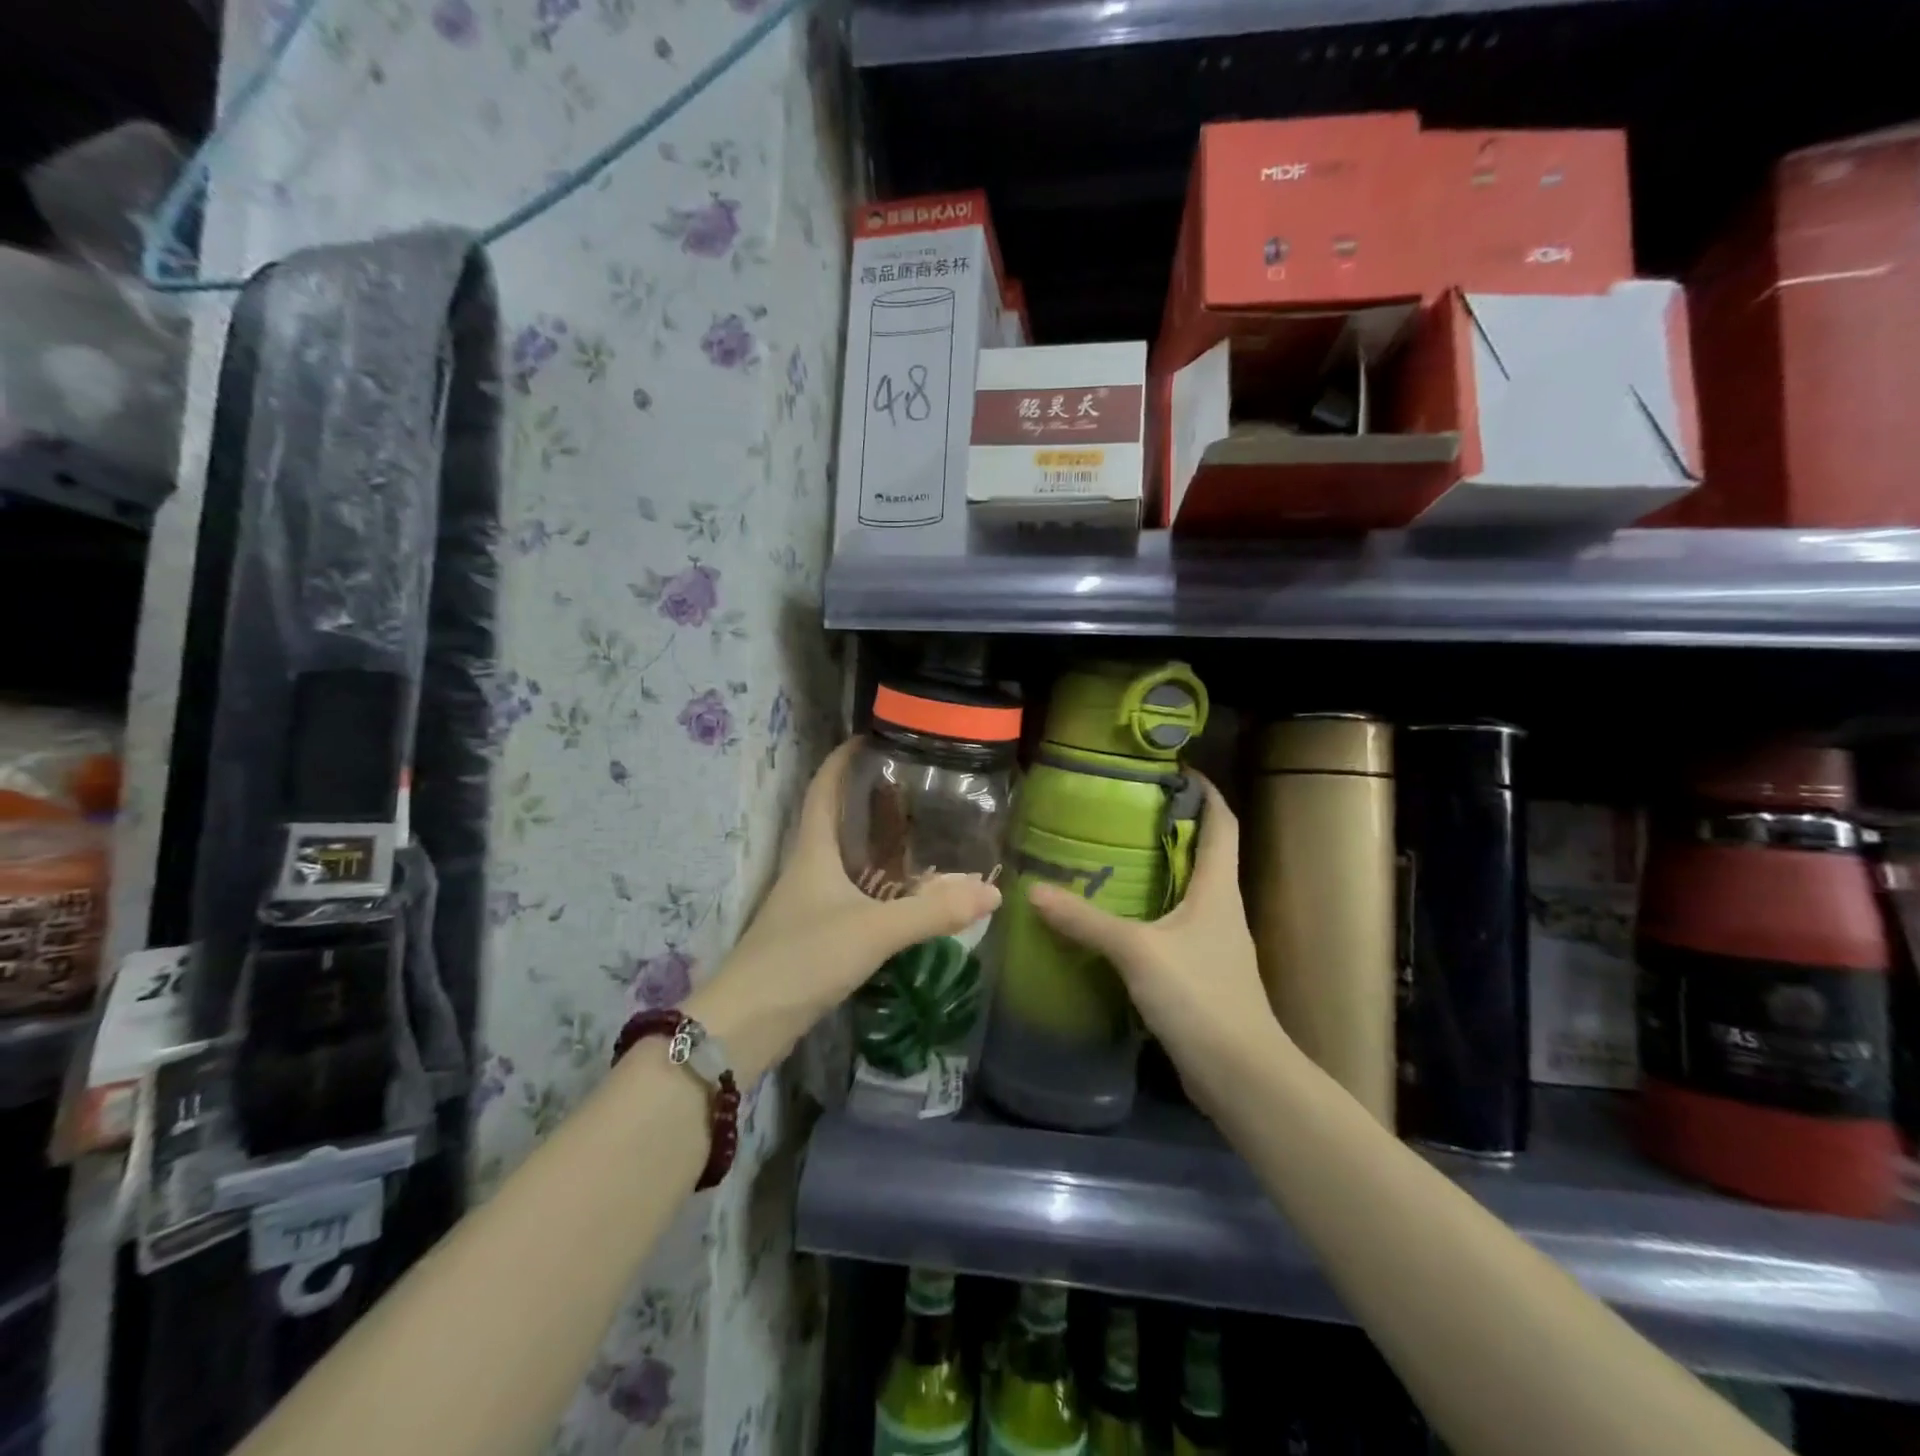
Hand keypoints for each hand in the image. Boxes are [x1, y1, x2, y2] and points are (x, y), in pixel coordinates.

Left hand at [690, 740, 1001, 1077]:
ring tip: (921, 832)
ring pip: (845, 857)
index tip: (875, 736)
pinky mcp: (814, 932)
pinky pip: (851, 892)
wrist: (746, 1025)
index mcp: (812, 850)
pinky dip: (878, 883)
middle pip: (837, 818)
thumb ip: (932, 912)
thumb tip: (992, 892)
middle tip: (918, 786)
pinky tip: (905, 894)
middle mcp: (808, 867)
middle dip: (871, 797)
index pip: (823, 787)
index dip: (843, 757)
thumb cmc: (802, 960)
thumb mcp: (872, 931)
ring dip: (876, 841)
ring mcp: (808, 901)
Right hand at [1025, 774, 1287, 1114]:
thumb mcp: (1137, 951)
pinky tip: (1115, 915)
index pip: (1222, 822)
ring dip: (1157, 868)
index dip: (1204, 791)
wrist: (1241, 1074)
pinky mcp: (1199, 970)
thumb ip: (1086, 921)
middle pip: (1203, 851)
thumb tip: (1035, 890)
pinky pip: (1172, 924)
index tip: (1172, 770)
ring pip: (1186, 889)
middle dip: (1169, 825)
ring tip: (1110, 854)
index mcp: (1218, 888)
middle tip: (1122, 809)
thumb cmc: (1200, 996)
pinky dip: (1148, 909)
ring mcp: (1213, 941)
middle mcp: (1221, 906)